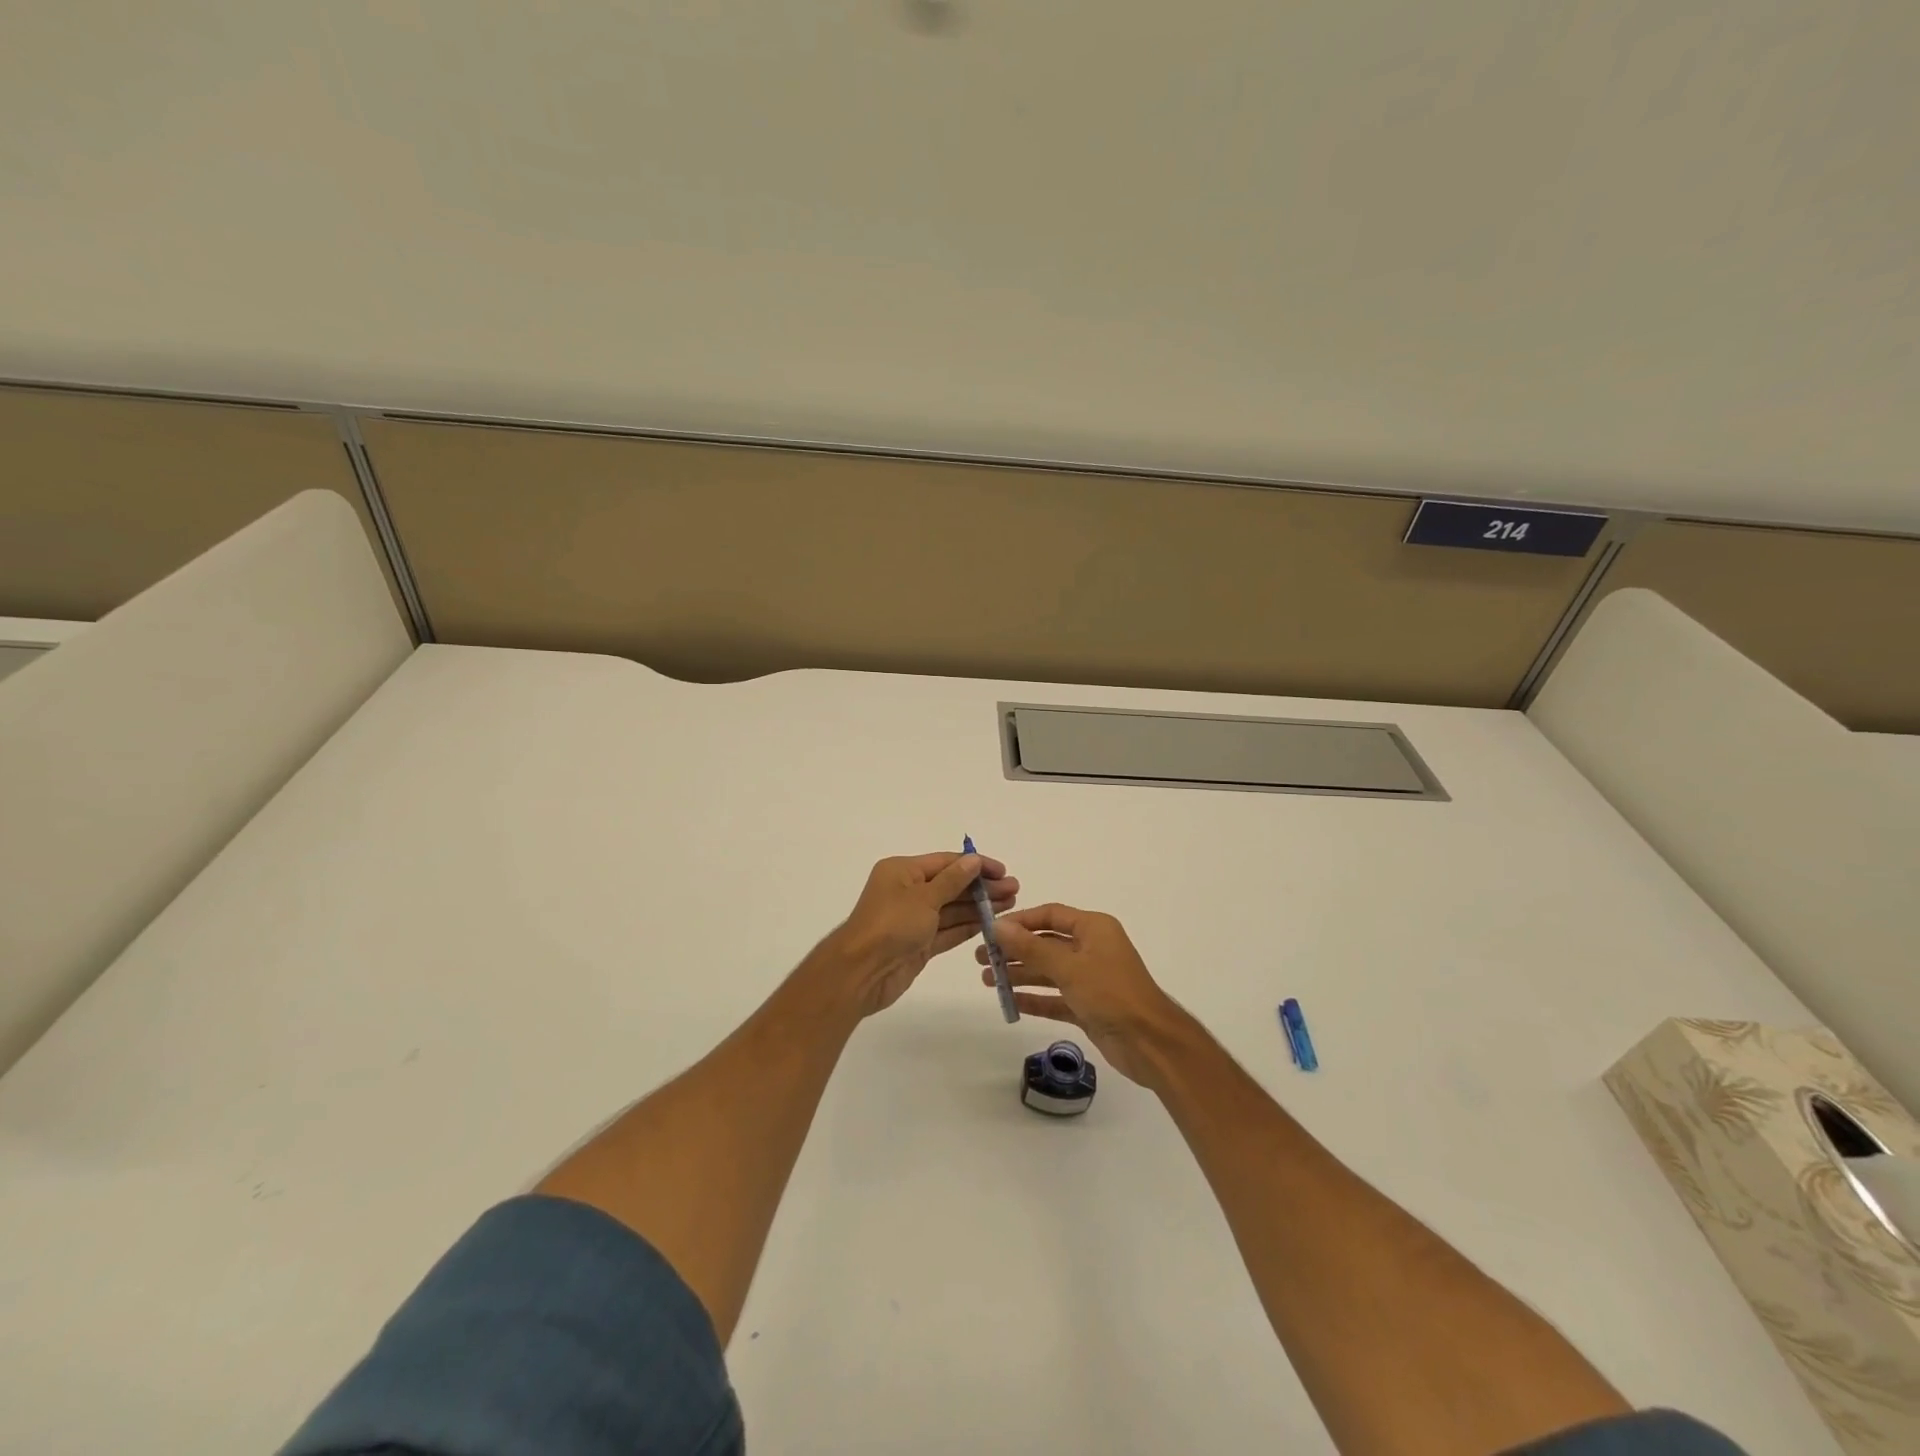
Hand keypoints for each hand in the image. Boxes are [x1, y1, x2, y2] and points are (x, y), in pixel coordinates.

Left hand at [830, 852, 1017, 1015]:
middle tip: (1014, 890)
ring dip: (980, 907)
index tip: (1003, 871)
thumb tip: (973, 861)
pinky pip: (948, 931)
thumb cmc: (890, 925)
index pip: (946, 862)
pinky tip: (992, 924)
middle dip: (982, 887)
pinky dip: (969, 927)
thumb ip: (952, 880)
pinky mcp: (920, 944)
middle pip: (952, 885)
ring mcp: (914, 920)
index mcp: (902, 872)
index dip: (975, 865)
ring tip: (1011, 905)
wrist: (862, 973)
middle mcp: (908, 892)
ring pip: (953, 909)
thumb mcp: (923, 897)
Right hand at [977, 904, 1185, 1084]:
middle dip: (1014, 950)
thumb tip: (998, 926)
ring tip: (986, 980)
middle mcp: (1091, 948)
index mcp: (1093, 928)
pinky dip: (1034, 999)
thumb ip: (1031, 947)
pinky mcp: (1088, 1006)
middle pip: (1045, 943)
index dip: (1020, 921)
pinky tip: (1010, 1002)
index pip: (1050, 915)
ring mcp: (1090, 979)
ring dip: (1020, 974)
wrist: (1150, 1043)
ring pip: (1048, 971)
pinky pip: (1055, 998)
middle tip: (981, 959)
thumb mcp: (1069, 966)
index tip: (991, 930)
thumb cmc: (1111, 994)